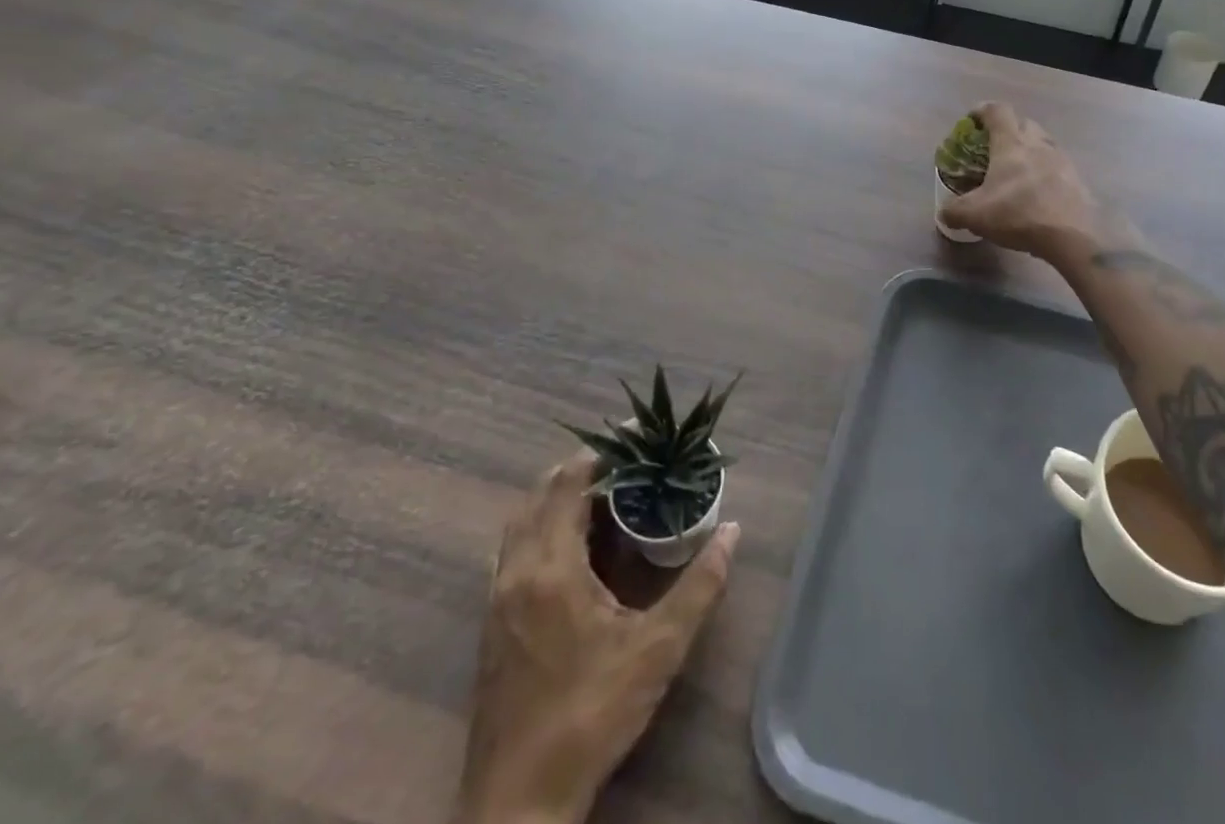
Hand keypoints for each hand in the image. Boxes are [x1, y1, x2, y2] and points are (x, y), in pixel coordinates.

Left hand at [454, 452, 738, 823]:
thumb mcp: (657, 650)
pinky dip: (543, 524)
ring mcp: (497, 599)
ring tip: (606, 490)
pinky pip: (515, 548)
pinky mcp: (492, 623)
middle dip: (582, 468)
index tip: (637, 438)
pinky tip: (576, 543)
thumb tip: (731, 531)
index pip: (569, 485)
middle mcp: (515, 573)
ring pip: (521, 521)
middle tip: (629, 460)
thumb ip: (699, 586)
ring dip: (558, 495)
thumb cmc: (590, 717)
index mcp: (550, 570)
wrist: (518, 805)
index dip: (602, 454)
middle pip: (540, 495)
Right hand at [939, 102, 1110, 259]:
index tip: (972, 120)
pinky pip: (1058, 167)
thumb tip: (944, 212)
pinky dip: (1046, 173)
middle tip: (995, 148)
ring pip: (1044, 144)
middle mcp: (1038, 144)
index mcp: (1011, 143)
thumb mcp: (974, 215)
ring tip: (1017, 172)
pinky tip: (1038, 194)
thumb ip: (954, 210)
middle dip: (1009, 130)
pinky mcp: (1078, 180)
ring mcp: (1062, 160)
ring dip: (1030, 151)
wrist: (1072, 237)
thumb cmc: (1018, 214)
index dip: (982, 111)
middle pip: (1024, 123)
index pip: (997, 111)